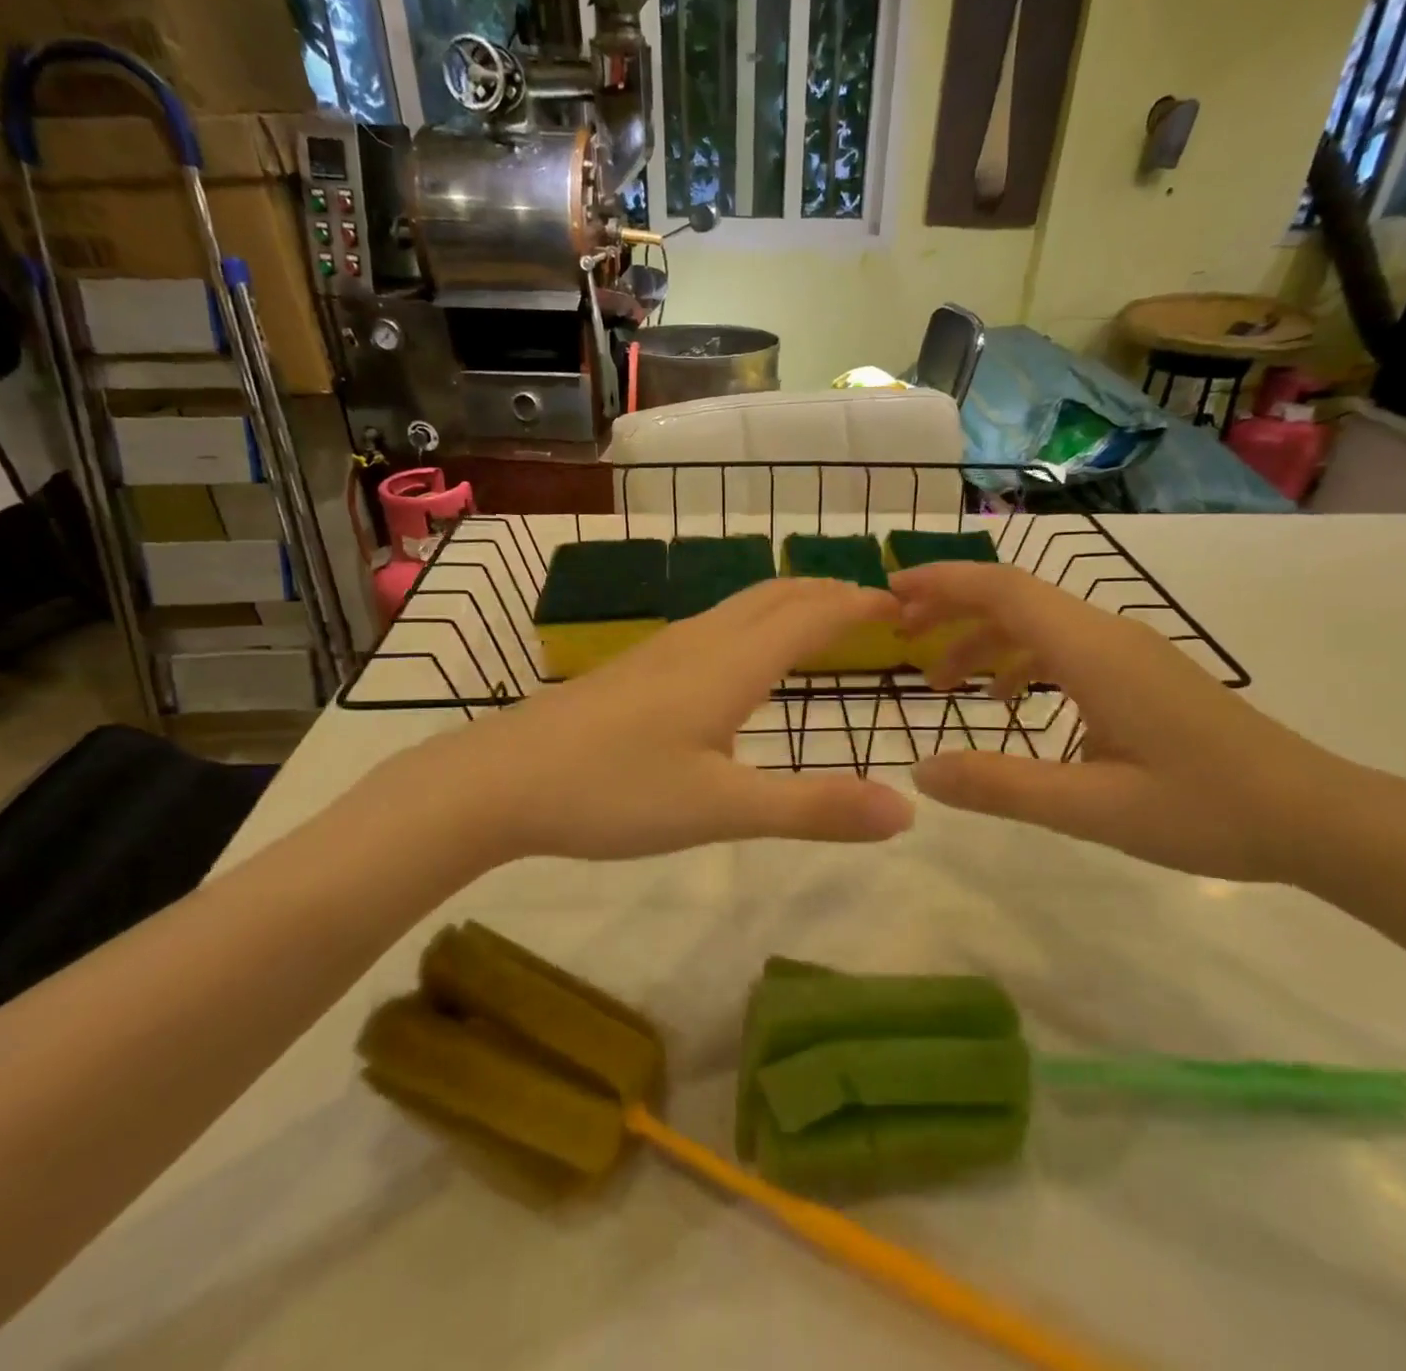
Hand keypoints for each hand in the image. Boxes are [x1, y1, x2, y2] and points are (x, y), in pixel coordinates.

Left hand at [389, 579, 914, 868]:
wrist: (501, 779)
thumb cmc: (614, 791)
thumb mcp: (722, 810)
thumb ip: (813, 809)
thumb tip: (904, 812)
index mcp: (731, 664)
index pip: (811, 614)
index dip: (858, 604)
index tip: (900, 605)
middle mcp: (701, 641)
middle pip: (776, 595)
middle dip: (828, 593)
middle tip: (871, 607)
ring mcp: (662, 650)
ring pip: (741, 606)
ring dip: (790, 604)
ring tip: (820, 623)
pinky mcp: (636, 667)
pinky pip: (715, 625)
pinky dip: (755, 622)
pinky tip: (743, 657)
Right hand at [889, 563, 1375, 883]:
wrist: (1318, 816)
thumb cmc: (1207, 810)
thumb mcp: (1092, 809)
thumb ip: (1001, 786)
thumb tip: (920, 771)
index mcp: (1094, 652)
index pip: (1002, 590)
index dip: (940, 583)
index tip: (888, 592)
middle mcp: (1108, 635)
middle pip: (1013, 597)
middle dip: (949, 609)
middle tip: (898, 639)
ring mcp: (1129, 651)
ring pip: (1038, 623)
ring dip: (982, 641)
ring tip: (941, 685)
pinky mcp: (1141, 673)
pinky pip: (1064, 648)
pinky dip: (1020, 662)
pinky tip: (1010, 705)